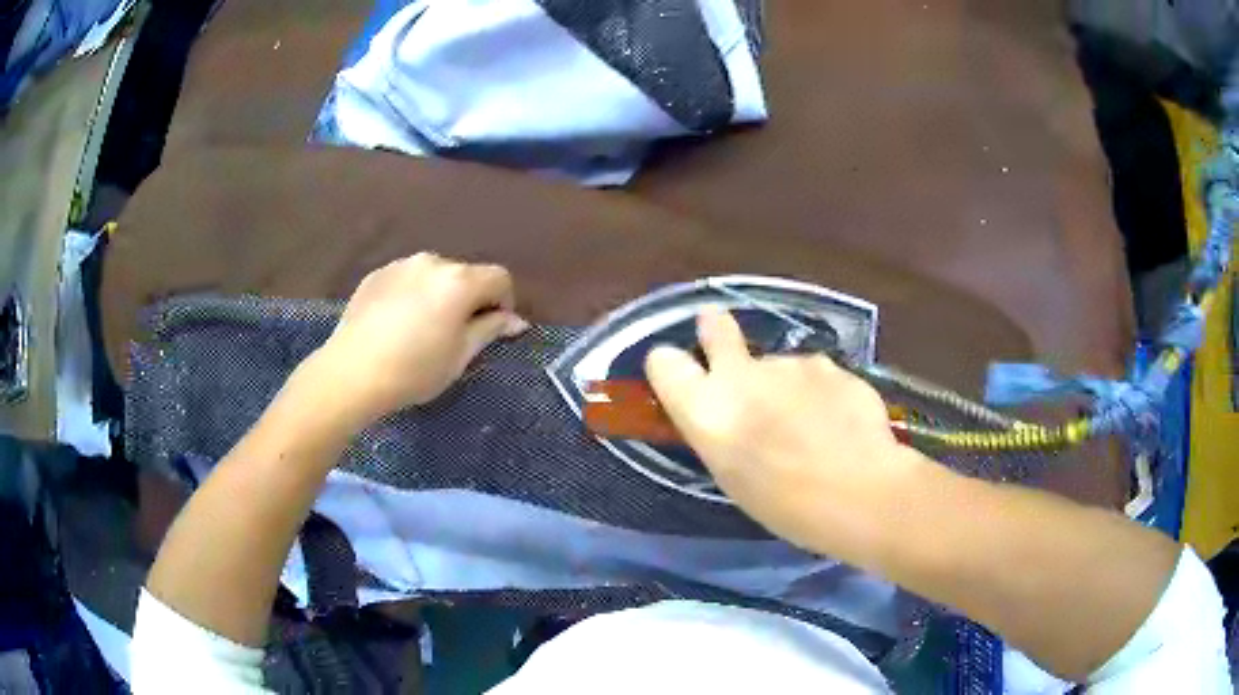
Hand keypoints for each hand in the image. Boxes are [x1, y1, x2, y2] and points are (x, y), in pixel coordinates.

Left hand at [306, 253, 527, 427]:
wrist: (352, 372)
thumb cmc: (414, 370)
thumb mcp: (460, 356)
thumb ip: (490, 330)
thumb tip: (515, 321)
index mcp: (460, 281)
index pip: (499, 278)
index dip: (503, 302)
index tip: (489, 330)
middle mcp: (433, 262)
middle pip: (465, 274)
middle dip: (468, 299)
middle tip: (454, 334)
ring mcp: (401, 264)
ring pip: (434, 275)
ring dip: (438, 294)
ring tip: (421, 329)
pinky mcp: (376, 274)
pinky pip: (407, 279)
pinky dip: (411, 294)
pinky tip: (396, 324)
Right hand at [645, 307, 928, 556]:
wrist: (860, 492)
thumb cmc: (786, 505)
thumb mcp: (733, 476)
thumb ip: (722, 431)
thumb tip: (729, 410)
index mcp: (708, 411)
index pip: (664, 363)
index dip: (669, 365)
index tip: (681, 370)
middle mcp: (743, 375)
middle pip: (714, 327)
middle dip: (714, 327)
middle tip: (716, 329)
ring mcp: (791, 363)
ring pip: (777, 365)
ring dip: (784, 384)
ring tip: (810, 425)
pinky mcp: (829, 364)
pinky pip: (815, 375)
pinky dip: (820, 392)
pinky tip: (838, 422)